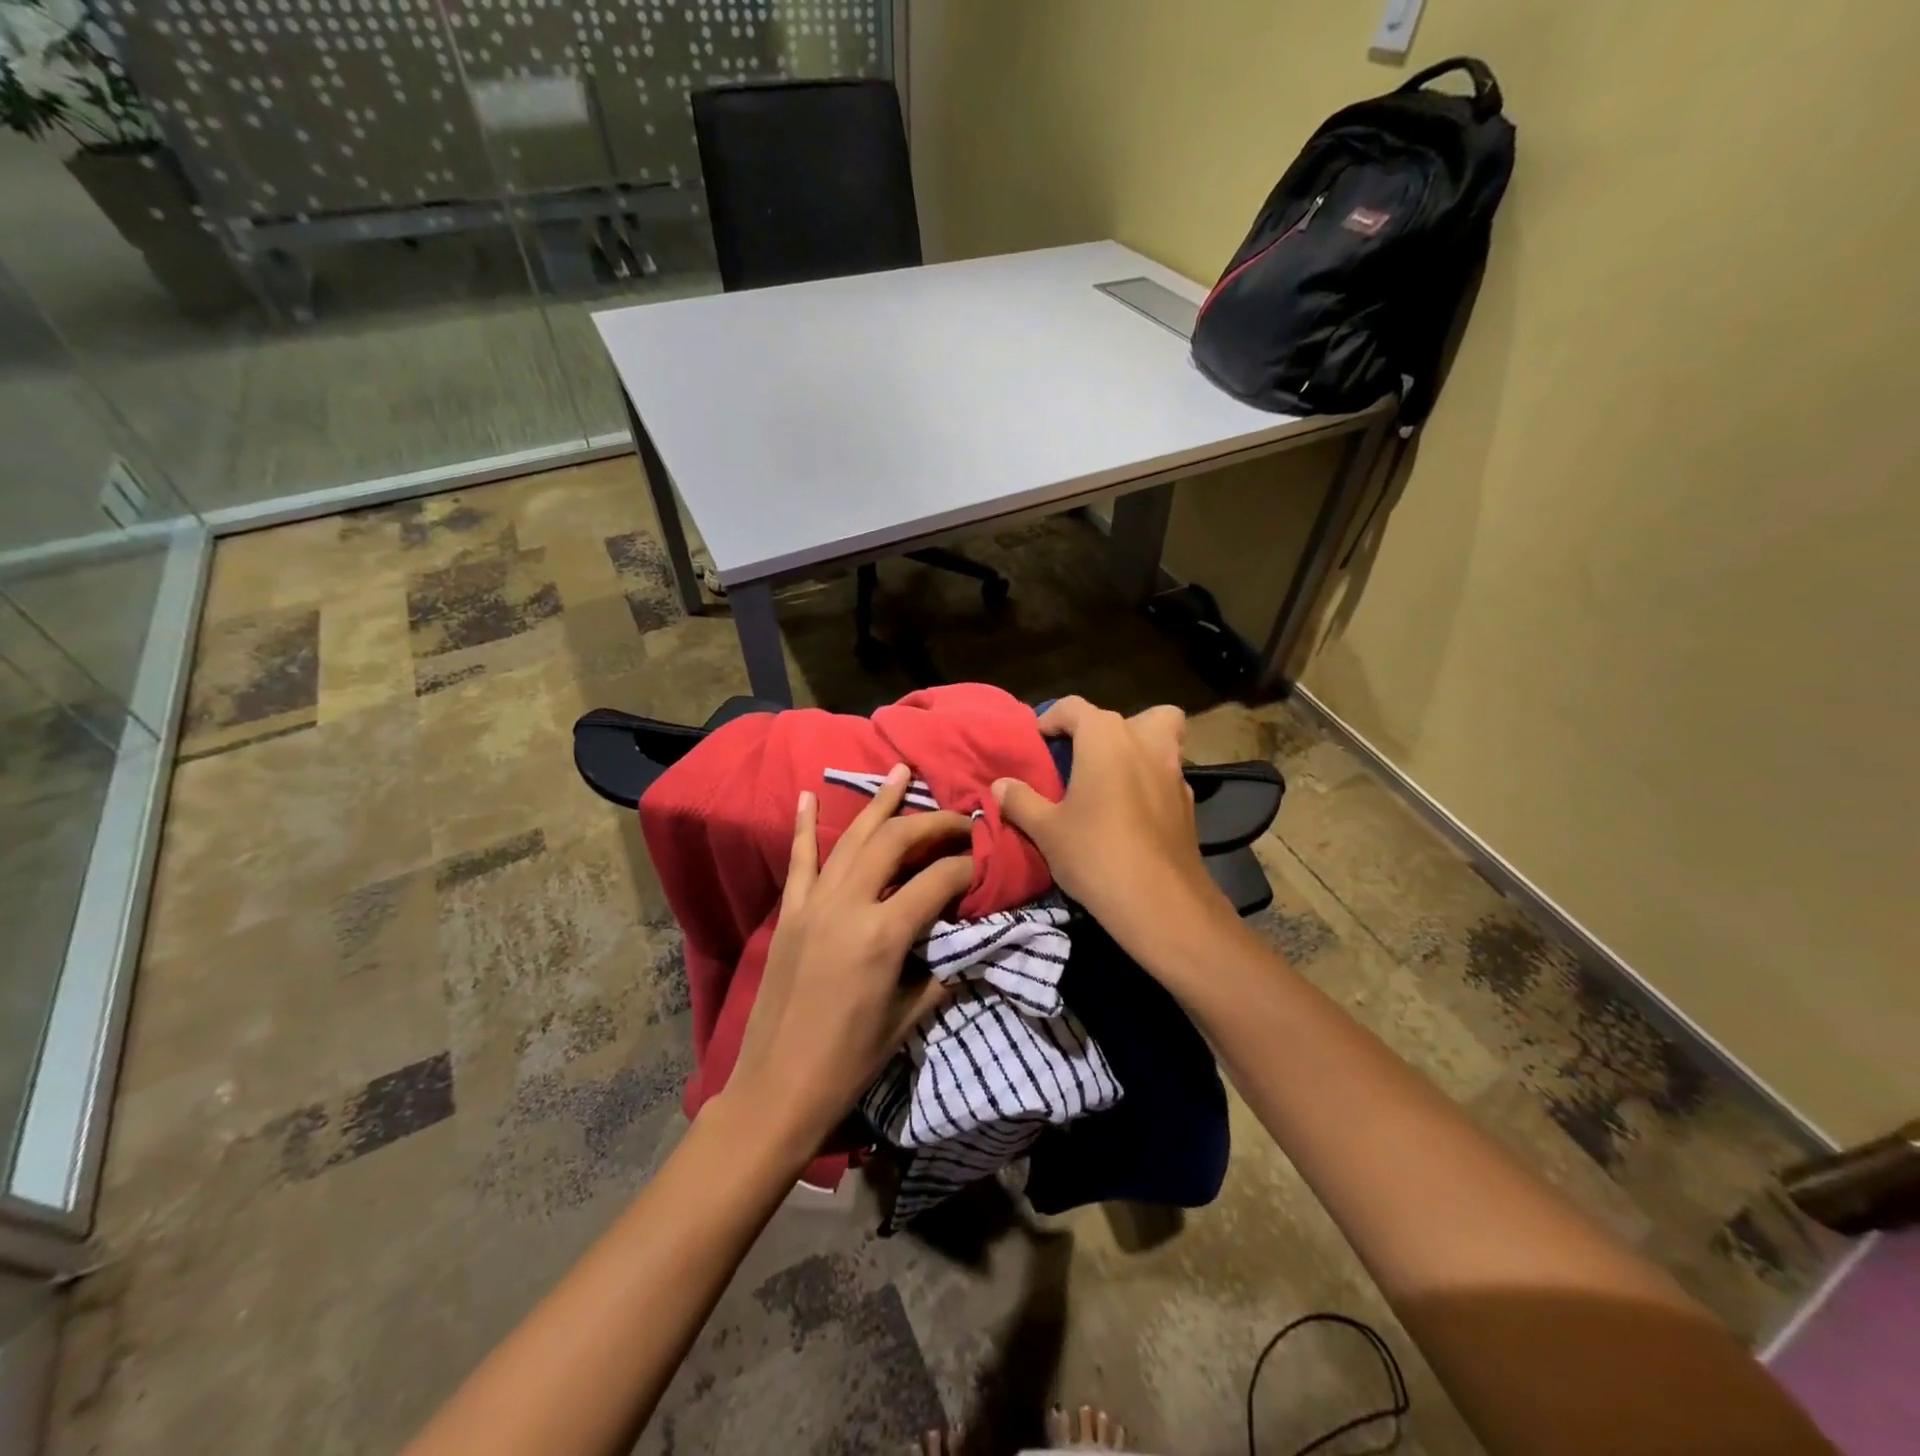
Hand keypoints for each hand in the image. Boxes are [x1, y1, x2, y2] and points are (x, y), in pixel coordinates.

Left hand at [721, 764, 974, 1157]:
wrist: (777, 1089)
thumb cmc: (849, 1063)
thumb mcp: (908, 1018)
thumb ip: (941, 971)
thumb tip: (968, 940)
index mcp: (883, 935)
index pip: (938, 881)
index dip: (967, 867)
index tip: (984, 862)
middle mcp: (848, 905)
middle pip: (895, 842)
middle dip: (932, 824)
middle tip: (959, 819)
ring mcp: (813, 904)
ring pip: (852, 838)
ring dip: (879, 803)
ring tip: (902, 772)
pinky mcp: (790, 913)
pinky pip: (799, 860)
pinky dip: (806, 826)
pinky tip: (810, 796)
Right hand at [992, 697, 1235, 967]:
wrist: (1161, 904)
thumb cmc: (1095, 854)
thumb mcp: (1046, 829)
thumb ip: (1021, 801)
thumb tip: (1000, 785)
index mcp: (1106, 738)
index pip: (1075, 708)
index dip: (1053, 718)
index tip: (1038, 739)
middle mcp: (1145, 744)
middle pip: (1135, 716)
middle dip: (1109, 728)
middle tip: (1087, 756)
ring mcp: (1174, 773)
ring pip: (1163, 741)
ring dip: (1139, 751)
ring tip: (1111, 781)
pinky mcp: (1189, 804)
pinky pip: (1168, 776)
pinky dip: (1151, 783)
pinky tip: (1131, 813)